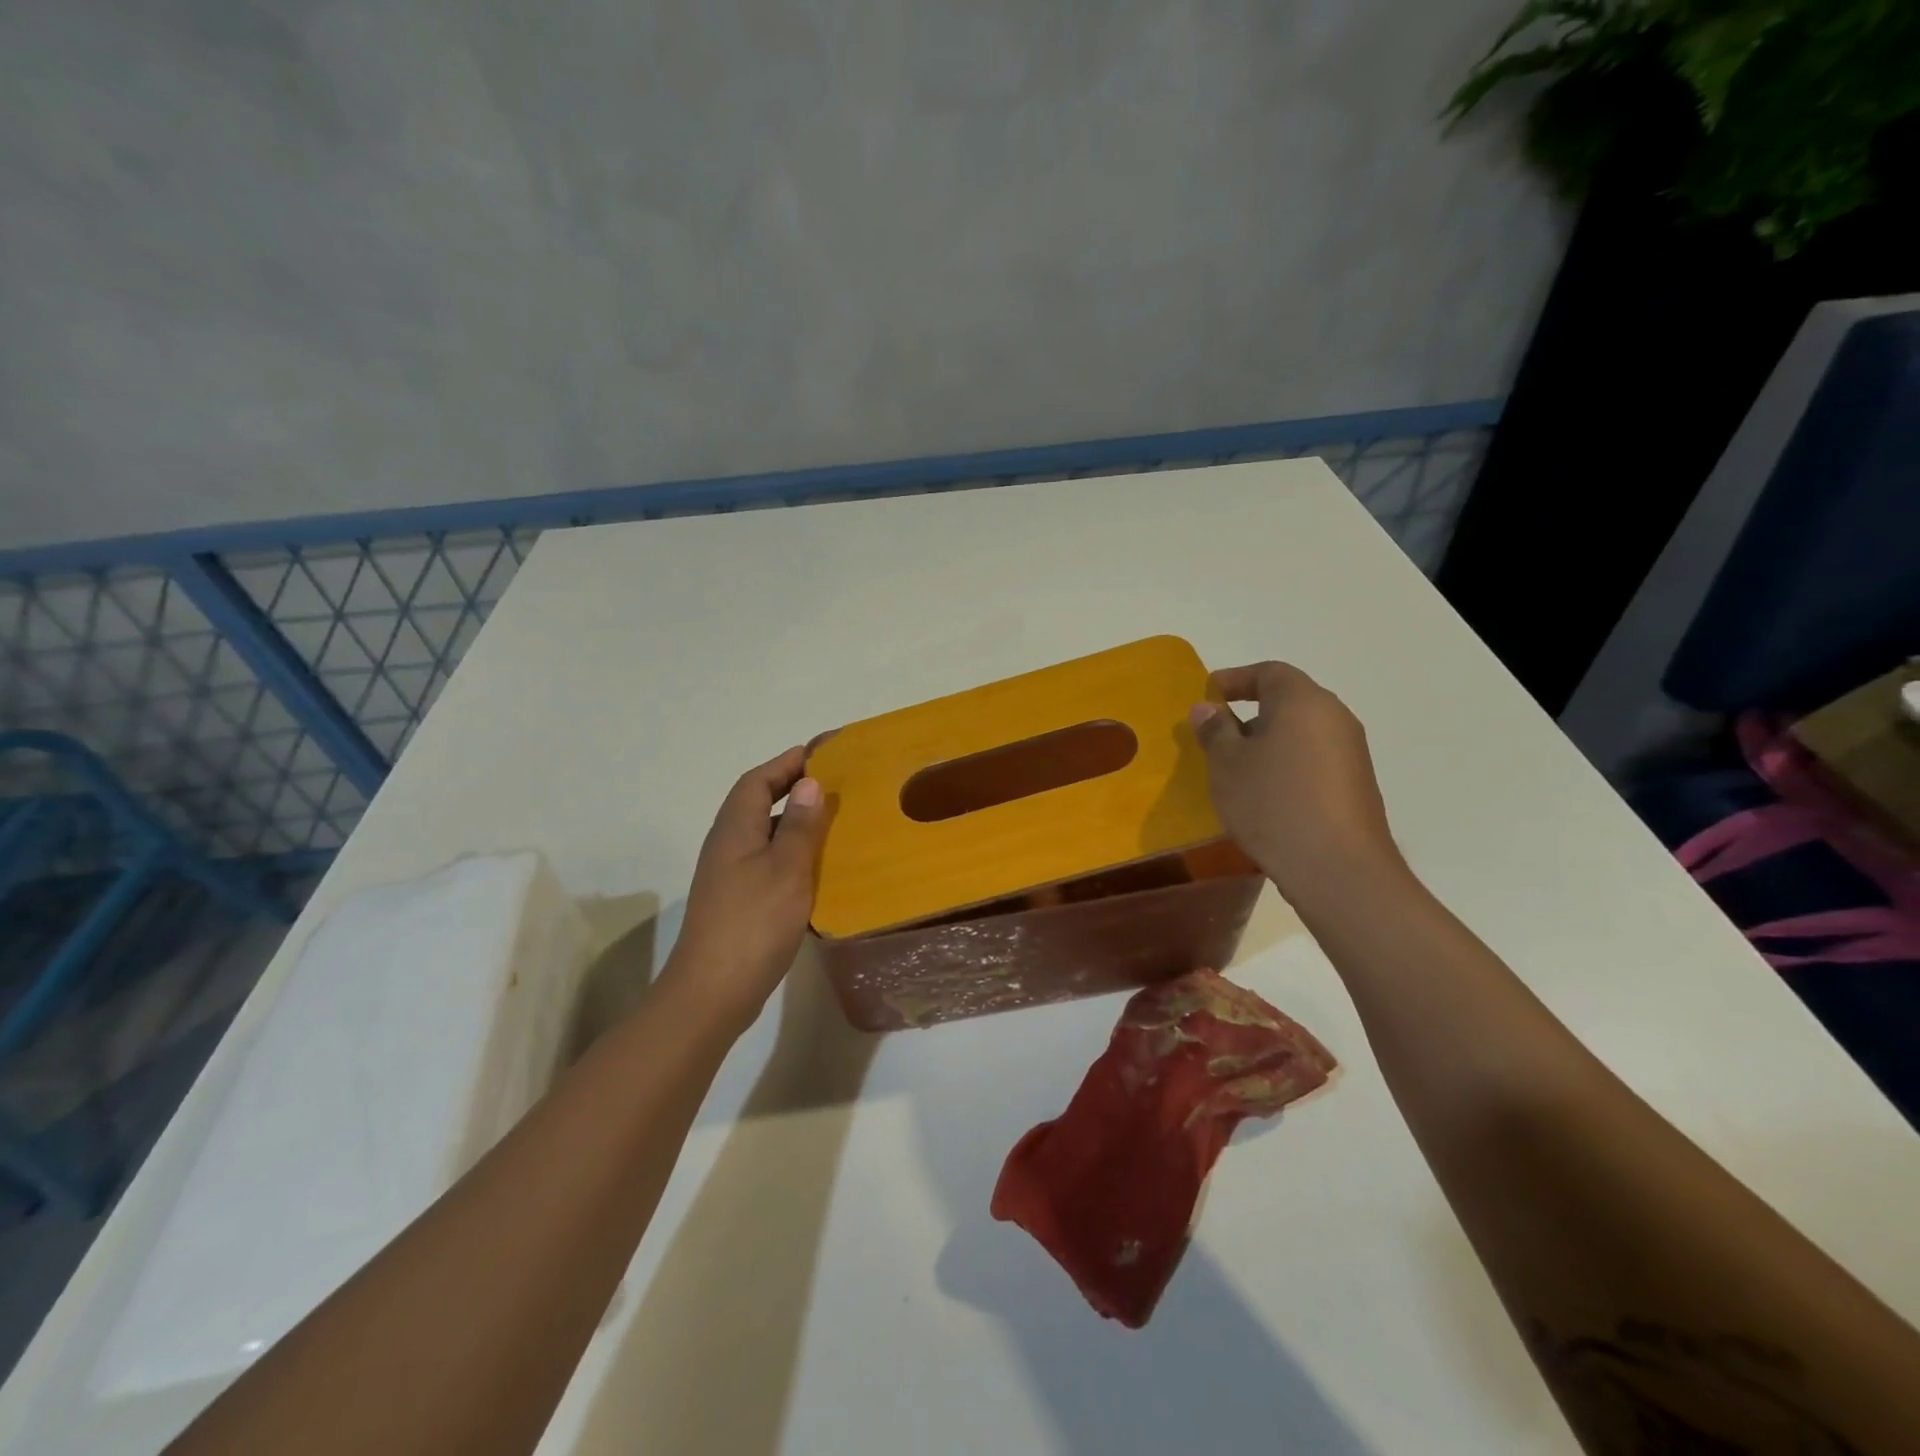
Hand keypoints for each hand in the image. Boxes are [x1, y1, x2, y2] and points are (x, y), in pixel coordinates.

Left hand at [659, 746, 830, 1032]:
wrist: (712, 992)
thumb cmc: (753, 924)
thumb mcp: (787, 870)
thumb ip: (800, 826)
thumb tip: (809, 782)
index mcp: (735, 830)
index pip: (757, 781)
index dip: (786, 763)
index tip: (820, 753)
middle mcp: (727, 845)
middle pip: (757, 803)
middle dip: (790, 788)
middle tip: (832, 785)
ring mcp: (728, 875)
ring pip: (762, 833)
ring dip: (792, 822)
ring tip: (831, 821)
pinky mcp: (736, 900)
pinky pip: (765, 860)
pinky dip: (790, 853)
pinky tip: (815, 868)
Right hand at [1189, 662, 1405, 913]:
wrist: (1337, 867)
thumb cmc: (1273, 803)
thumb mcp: (1228, 764)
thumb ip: (1215, 730)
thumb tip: (1208, 709)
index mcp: (1303, 701)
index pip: (1268, 672)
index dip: (1235, 679)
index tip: (1207, 695)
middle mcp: (1334, 717)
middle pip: (1288, 701)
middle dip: (1249, 714)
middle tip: (1215, 735)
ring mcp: (1351, 753)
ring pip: (1300, 733)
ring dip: (1267, 743)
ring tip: (1235, 769)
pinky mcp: (1355, 785)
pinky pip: (1313, 760)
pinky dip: (1286, 765)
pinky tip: (1264, 796)